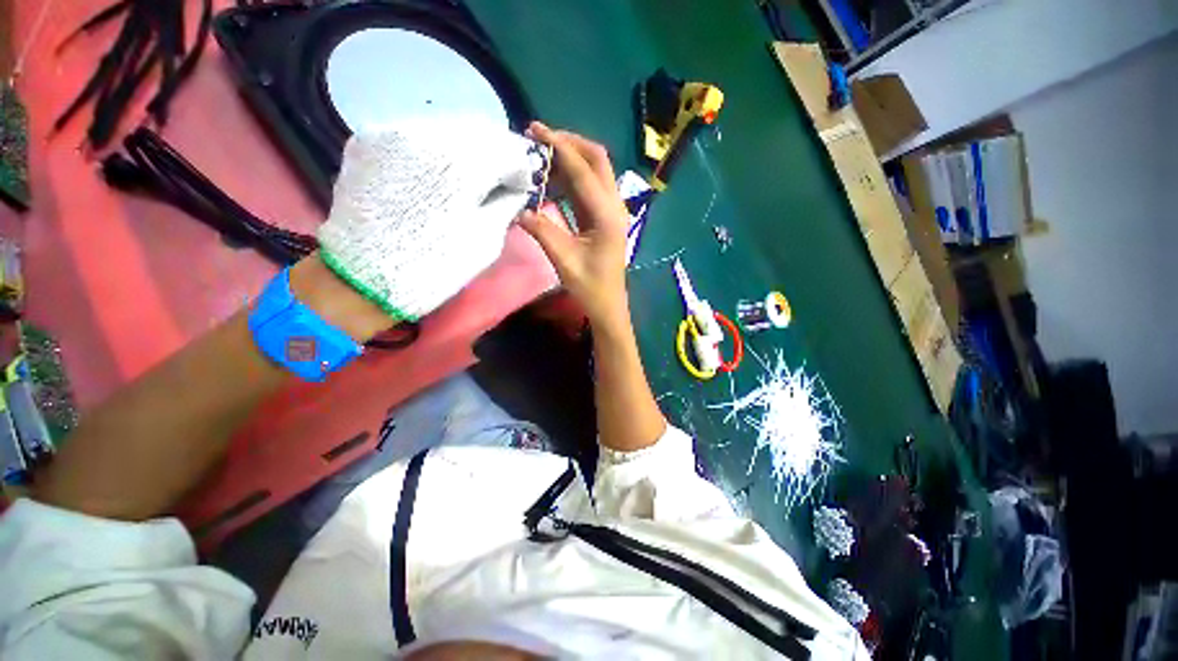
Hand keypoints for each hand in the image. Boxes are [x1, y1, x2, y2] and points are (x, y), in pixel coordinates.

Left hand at [317, 117, 536, 322]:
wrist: (364, 278)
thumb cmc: (435, 266)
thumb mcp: (486, 239)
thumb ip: (506, 204)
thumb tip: (515, 187)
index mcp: (459, 162)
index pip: (508, 149)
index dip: (521, 170)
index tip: (521, 189)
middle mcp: (424, 132)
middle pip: (477, 129)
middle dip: (496, 154)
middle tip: (500, 180)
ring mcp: (391, 130)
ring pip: (447, 126)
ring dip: (467, 150)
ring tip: (469, 179)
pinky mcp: (368, 139)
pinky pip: (417, 133)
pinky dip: (437, 150)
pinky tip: (437, 176)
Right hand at [518, 122, 629, 325]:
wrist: (608, 305)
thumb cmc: (590, 287)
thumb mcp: (563, 260)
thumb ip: (542, 230)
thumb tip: (520, 209)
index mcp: (607, 215)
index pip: (583, 170)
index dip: (560, 146)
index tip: (535, 130)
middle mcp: (614, 206)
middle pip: (598, 160)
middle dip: (570, 143)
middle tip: (540, 139)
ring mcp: (613, 211)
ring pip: (596, 171)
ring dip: (572, 158)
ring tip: (542, 156)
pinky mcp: (607, 218)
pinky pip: (591, 187)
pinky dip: (573, 178)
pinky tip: (554, 180)